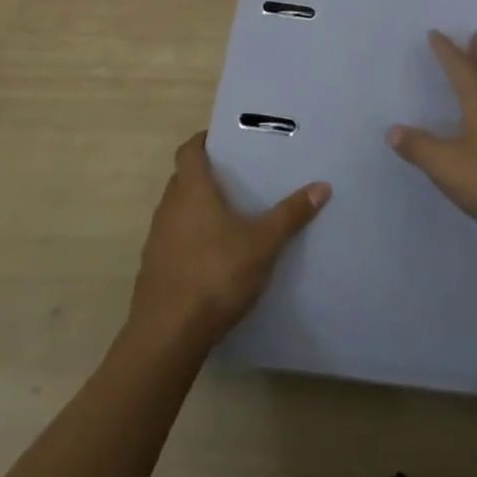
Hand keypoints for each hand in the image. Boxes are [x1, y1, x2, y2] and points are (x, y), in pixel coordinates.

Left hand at [129, 133, 328, 345]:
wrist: (168, 336)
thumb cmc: (216, 274)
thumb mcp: (263, 243)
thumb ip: (291, 214)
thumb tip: (322, 186)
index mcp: (192, 190)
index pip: (189, 150)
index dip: (204, 141)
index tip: (225, 140)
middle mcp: (169, 208)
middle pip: (183, 179)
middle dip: (207, 175)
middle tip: (238, 177)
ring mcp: (157, 241)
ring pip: (177, 211)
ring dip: (197, 209)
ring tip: (230, 216)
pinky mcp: (153, 270)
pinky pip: (174, 241)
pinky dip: (191, 239)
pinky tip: (214, 256)